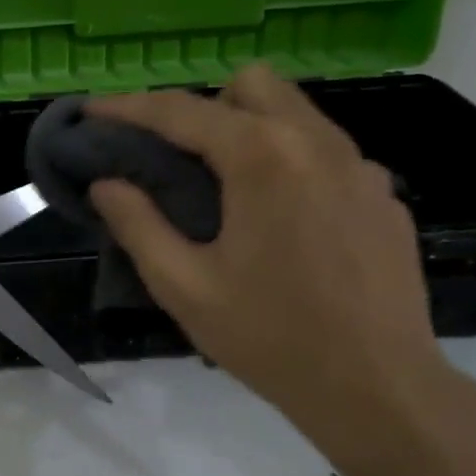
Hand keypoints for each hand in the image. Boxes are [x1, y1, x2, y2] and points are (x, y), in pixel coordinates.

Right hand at [86, 68, 456, 464]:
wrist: (380, 390)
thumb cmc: (271, 338)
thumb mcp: (184, 287)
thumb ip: (138, 224)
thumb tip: (106, 183)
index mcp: (263, 157)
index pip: (181, 111)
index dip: (128, 107)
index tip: (92, 112)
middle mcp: (317, 142)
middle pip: (250, 85)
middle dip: (203, 106)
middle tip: (177, 158)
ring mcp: (360, 166)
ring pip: (294, 112)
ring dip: (248, 129)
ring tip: (225, 187)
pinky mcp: (383, 195)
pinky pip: (325, 151)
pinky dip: (290, 162)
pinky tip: (281, 221)